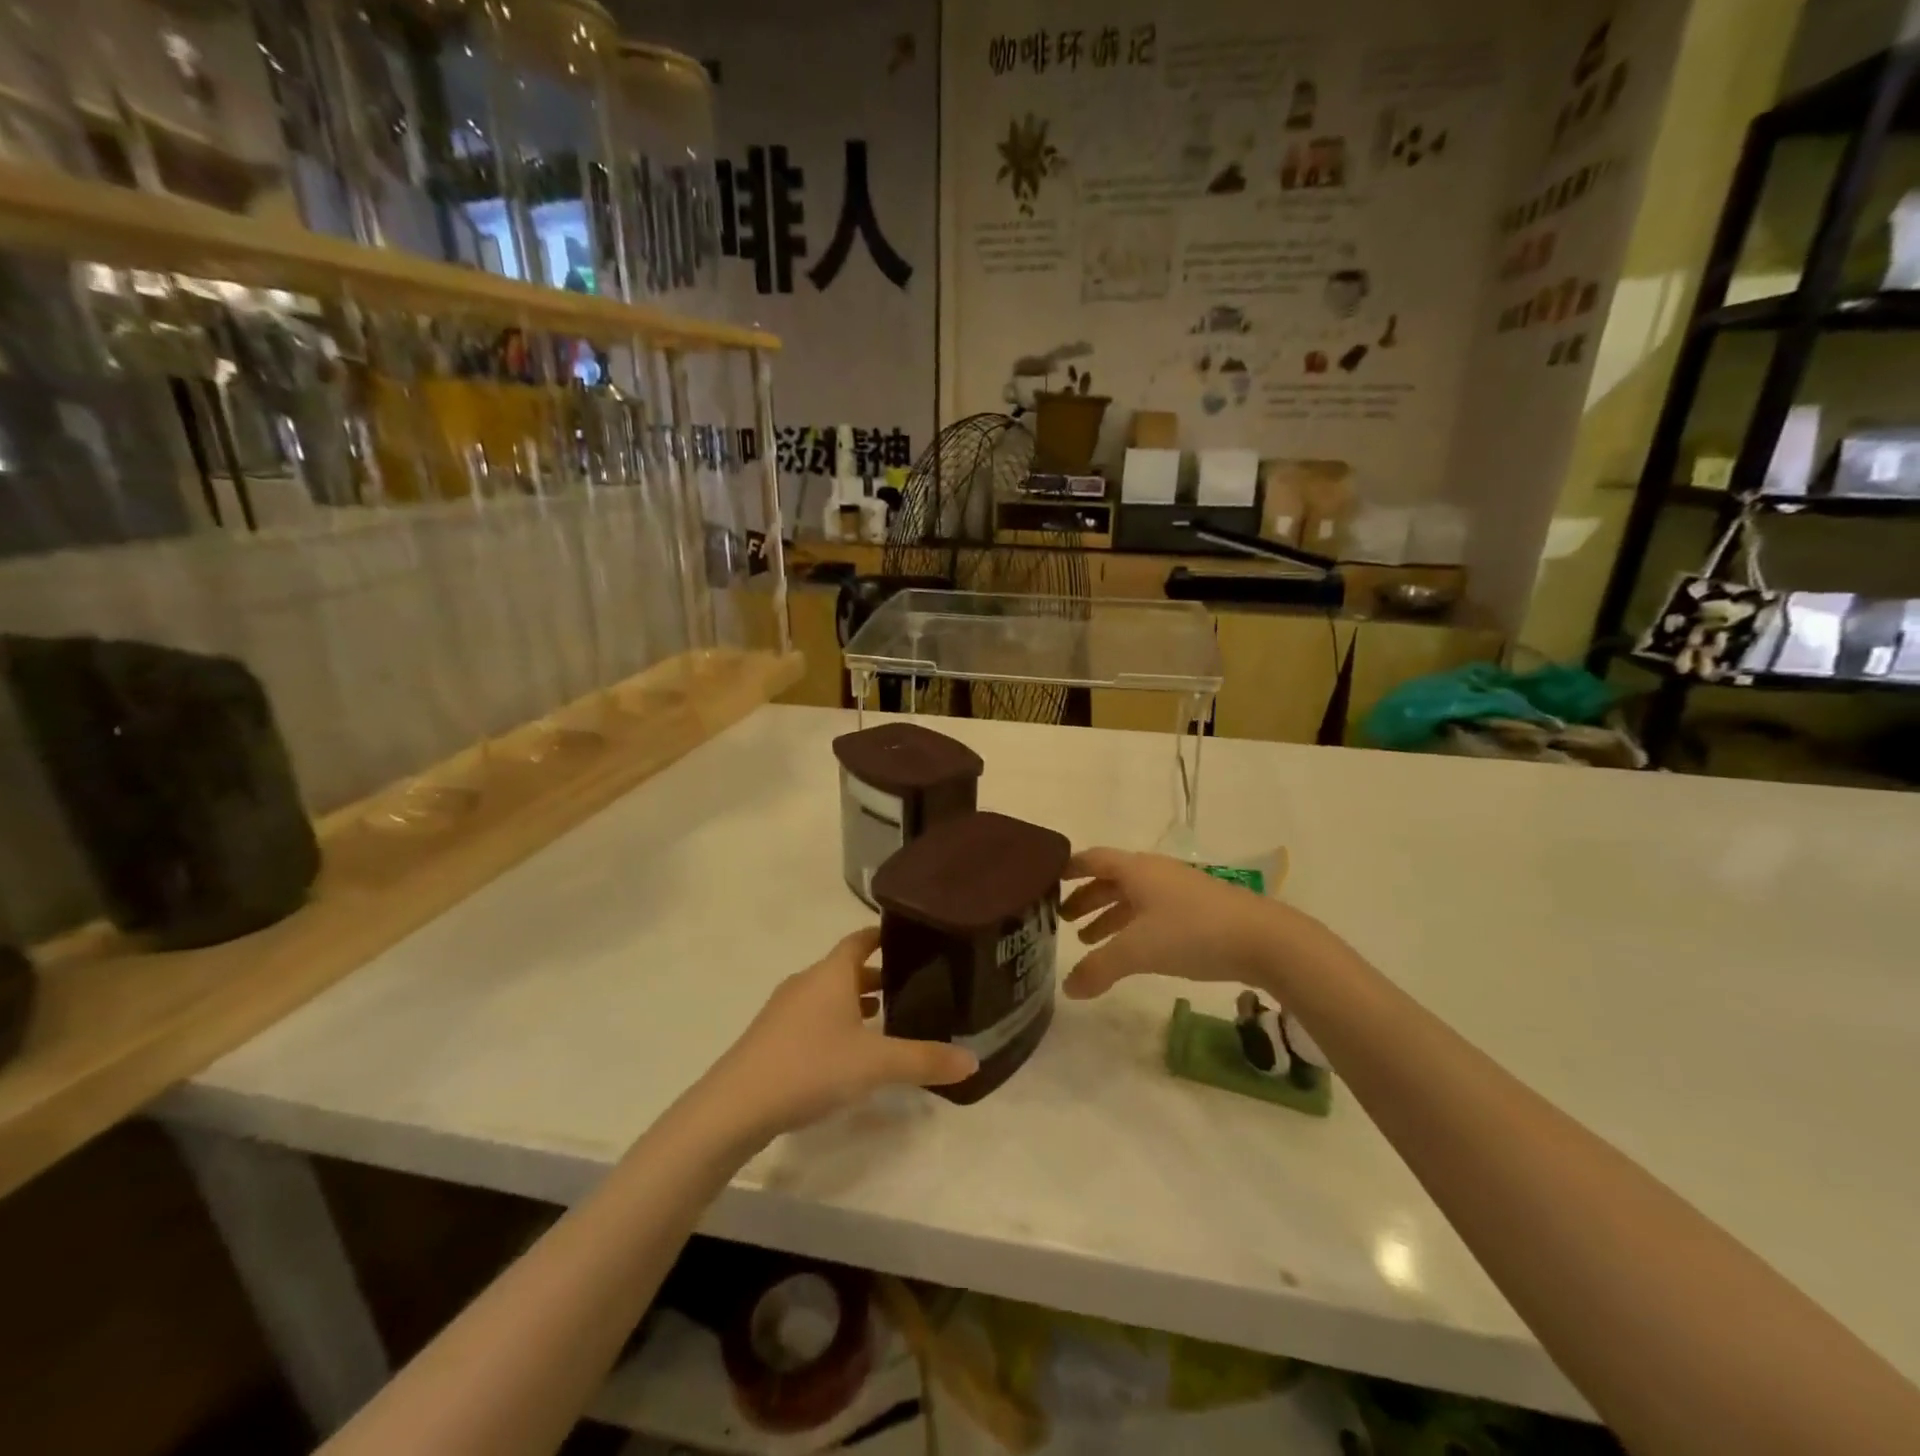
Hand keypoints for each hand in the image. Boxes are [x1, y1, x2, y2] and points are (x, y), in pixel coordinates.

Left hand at [705, 928, 977, 1139]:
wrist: (735, 1106)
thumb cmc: (810, 1067)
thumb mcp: (875, 1065)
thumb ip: (924, 1060)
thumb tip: (974, 1060)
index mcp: (831, 973)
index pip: (861, 939)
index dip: (885, 936)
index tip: (912, 939)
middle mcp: (807, 982)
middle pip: (846, 967)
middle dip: (878, 974)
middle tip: (913, 986)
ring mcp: (785, 1009)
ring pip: (829, 994)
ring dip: (856, 1000)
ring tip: (886, 1018)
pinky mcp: (772, 1037)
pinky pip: (813, 1017)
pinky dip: (836, 1022)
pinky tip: (848, 1051)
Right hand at [1061, 847, 1301, 999]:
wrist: (1264, 939)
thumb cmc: (1192, 933)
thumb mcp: (1138, 951)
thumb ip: (1099, 968)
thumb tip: (1068, 989)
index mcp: (1135, 869)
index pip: (1092, 859)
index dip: (1068, 868)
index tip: (1047, 880)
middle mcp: (1154, 872)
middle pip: (1111, 879)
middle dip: (1086, 898)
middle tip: (1063, 920)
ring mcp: (1179, 889)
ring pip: (1133, 897)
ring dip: (1109, 915)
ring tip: (1090, 940)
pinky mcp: (1199, 908)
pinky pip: (1153, 911)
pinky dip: (1133, 925)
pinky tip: (1133, 949)